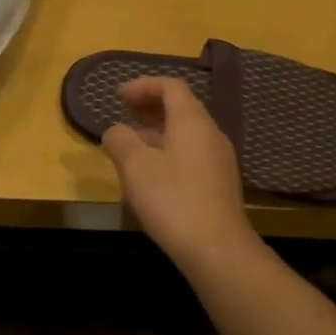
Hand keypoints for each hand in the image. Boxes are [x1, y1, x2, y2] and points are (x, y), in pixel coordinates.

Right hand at [101, 78, 256, 264]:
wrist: (217, 249)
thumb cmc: (172, 199)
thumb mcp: (134, 166)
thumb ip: (120, 140)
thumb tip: (116, 131)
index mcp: (192, 121)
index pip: (171, 86)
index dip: (143, 85)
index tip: (118, 96)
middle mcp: (211, 134)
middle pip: (181, 108)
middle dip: (151, 106)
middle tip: (125, 114)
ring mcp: (219, 160)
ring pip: (186, 133)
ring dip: (158, 131)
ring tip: (133, 145)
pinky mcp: (220, 185)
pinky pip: (192, 154)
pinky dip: (169, 151)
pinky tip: (153, 174)